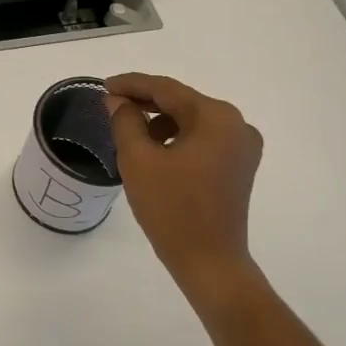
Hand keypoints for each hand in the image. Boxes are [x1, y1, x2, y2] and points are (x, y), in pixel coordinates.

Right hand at [107, 72, 263, 290]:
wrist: (209, 261)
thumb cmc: (171, 208)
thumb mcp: (138, 159)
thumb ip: (125, 121)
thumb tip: (118, 101)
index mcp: (216, 118)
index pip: (166, 89)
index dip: (132, 84)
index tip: (104, 86)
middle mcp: (237, 125)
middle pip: (182, 102)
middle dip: (145, 102)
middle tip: (111, 104)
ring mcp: (242, 147)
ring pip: (191, 121)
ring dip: (160, 121)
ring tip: (129, 131)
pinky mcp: (239, 166)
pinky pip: (202, 139)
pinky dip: (176, 138)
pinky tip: (154, 150)